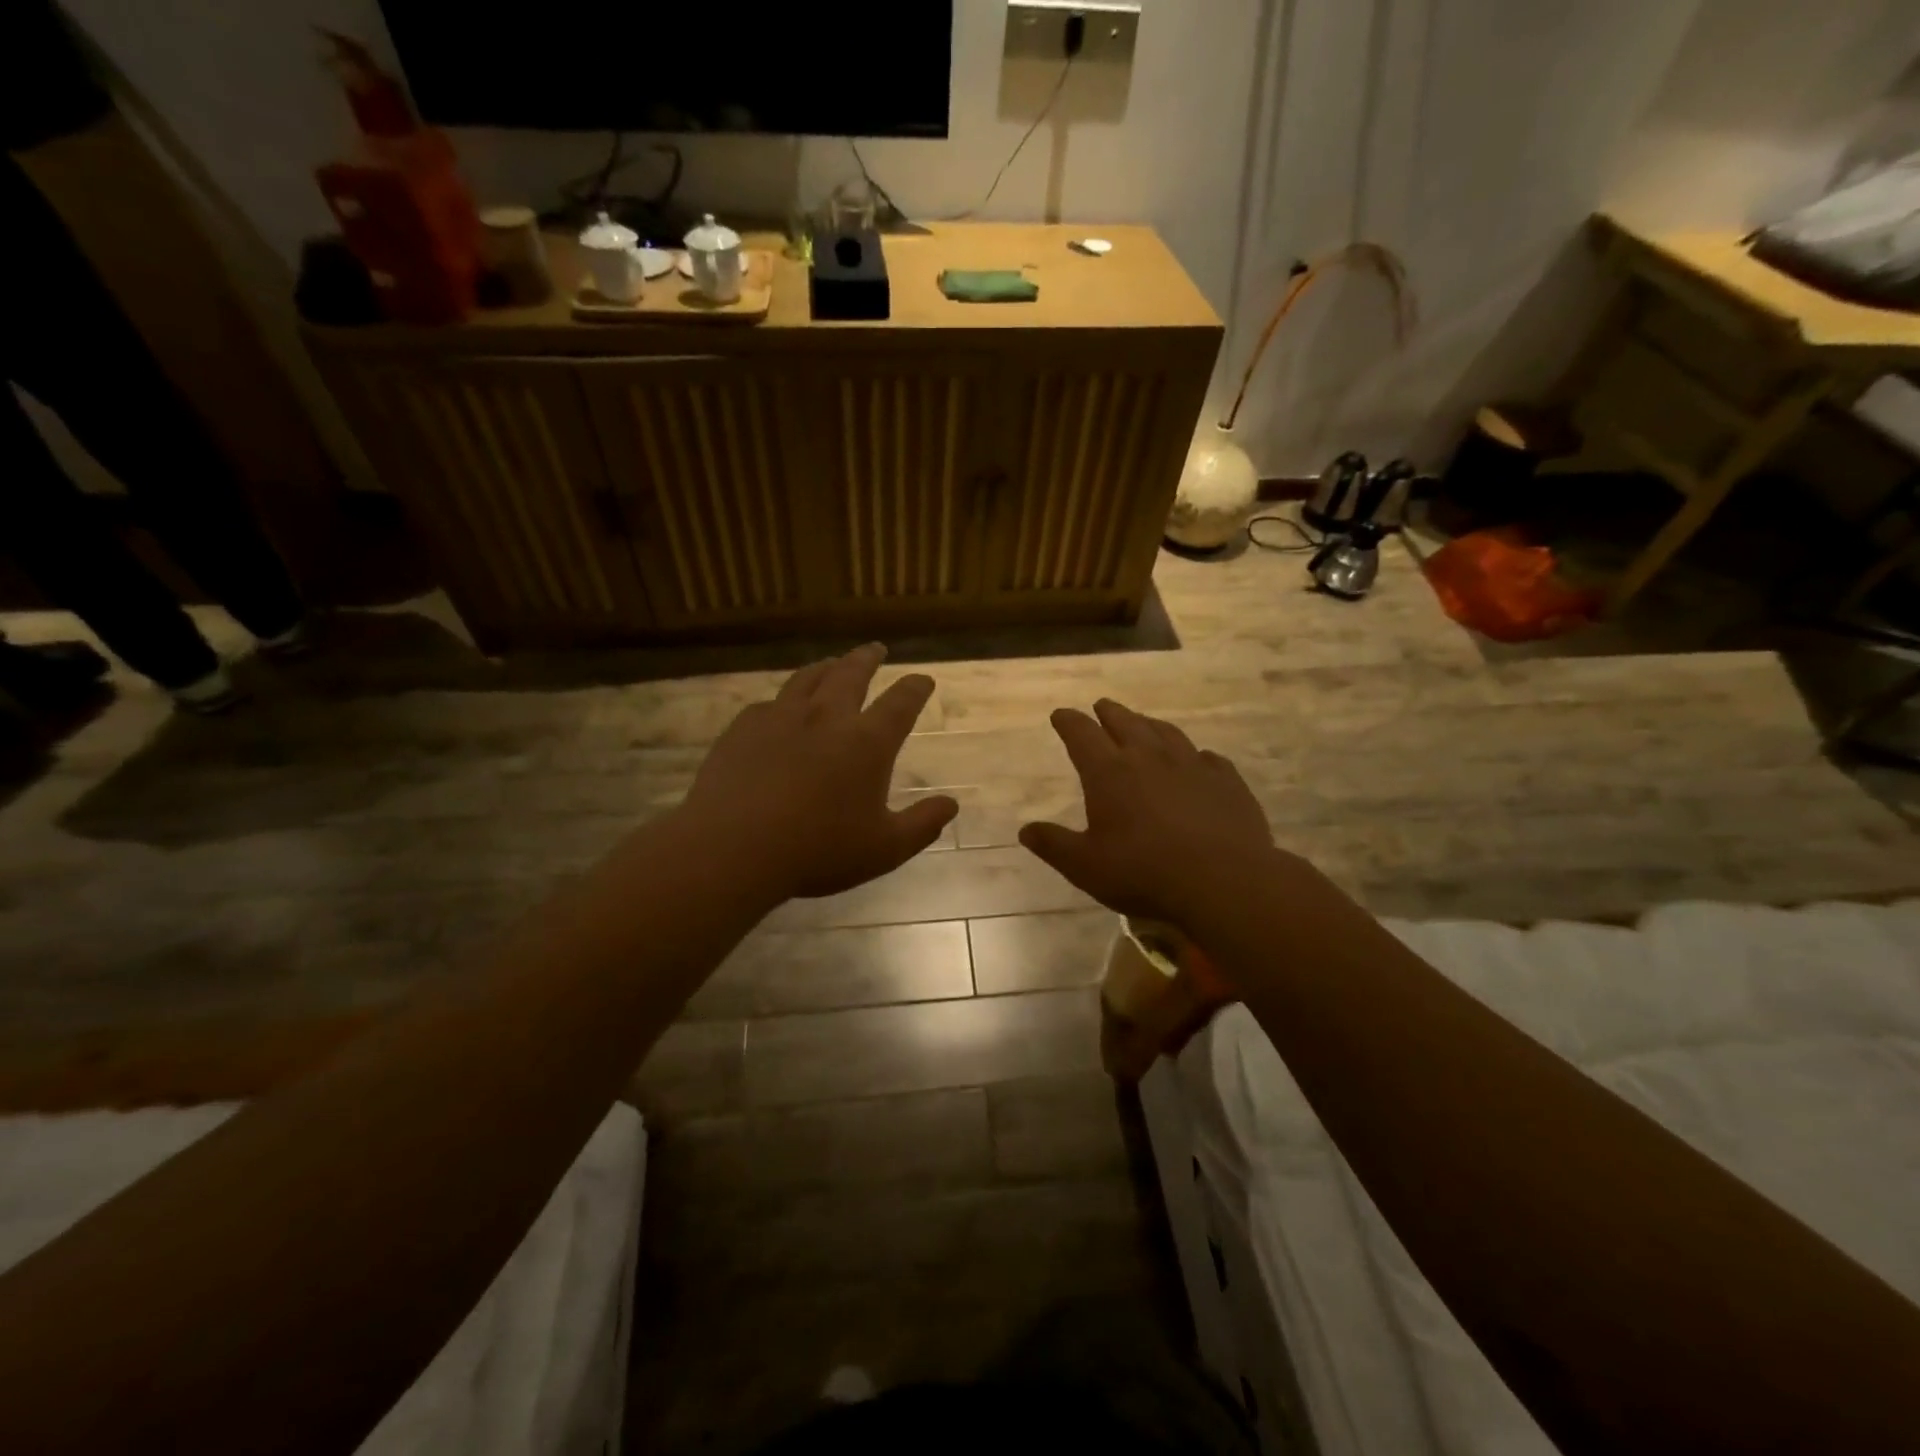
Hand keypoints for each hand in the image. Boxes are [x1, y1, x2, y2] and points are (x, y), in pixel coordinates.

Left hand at [678, 644, 956, 901]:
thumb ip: (922, 825)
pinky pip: (770, 702)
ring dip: (827, 667)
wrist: (732, 846)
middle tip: (876, 648)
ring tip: (833, 663)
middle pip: (851, 674)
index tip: (923, 680)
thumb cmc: (818, 850)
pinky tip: (781, 707)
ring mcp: (782, 717)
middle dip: (868, 659)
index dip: (915, 688)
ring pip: (809, 678)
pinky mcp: (744, 727)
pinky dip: (785, 699)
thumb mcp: (884, 849)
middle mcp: (827, 717)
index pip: (900, 703)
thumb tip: (951, 804)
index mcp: (867, 742)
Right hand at [1019, 699, 1276, 927]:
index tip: (1061, 715)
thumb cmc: (1144, 873)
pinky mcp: (1226, 780)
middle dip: (1109, 713)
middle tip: (1101, 706)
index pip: (1082, 734)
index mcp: (1109, 772)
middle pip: (1125, 722)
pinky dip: (1195, 755)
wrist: (1223, 881)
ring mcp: (1192, 764)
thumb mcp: (1085, 867)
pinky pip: (1207, 757)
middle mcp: (1149, 757)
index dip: (1068, 721)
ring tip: (1143, 723)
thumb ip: (1054, 845)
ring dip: (1149, 724)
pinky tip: (1198, 761)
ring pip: (1166, 732)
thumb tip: (1025, 830)